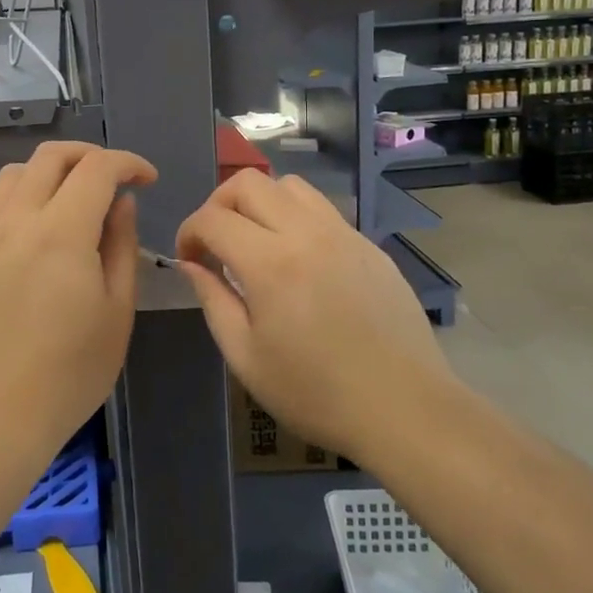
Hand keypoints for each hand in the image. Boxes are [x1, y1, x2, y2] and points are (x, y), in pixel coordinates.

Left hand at [0, 142, 155, 460]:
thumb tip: (121, 203)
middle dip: (90, 155)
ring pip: (16, 172)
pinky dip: (22, 194)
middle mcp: (17, 219)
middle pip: (51, 156)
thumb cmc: (68, 374)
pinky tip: (38, 226)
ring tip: (74, 198)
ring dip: (51, 170)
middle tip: (114, 179)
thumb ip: (121, 246)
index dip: (128, 163)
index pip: (97, 168)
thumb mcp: (116, 312)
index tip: (147, 179)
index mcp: (61, 233)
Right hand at [175, 171, 455, 462]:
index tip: (188, 257)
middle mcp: (307, 233)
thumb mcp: (245, 357)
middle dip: (219, 204)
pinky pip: (323, 210)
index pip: (213, 218)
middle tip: (216, 242)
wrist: (404, 409)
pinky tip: (299, 260)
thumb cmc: (316, 393)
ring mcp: (344, 234)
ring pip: (290, 186)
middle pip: (249, 183)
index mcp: (270, 263)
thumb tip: (191, 264)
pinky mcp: (369, 245)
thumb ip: (212, 300)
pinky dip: (296, 218)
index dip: (189, 231)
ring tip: (256, 241)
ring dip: (261, 202)